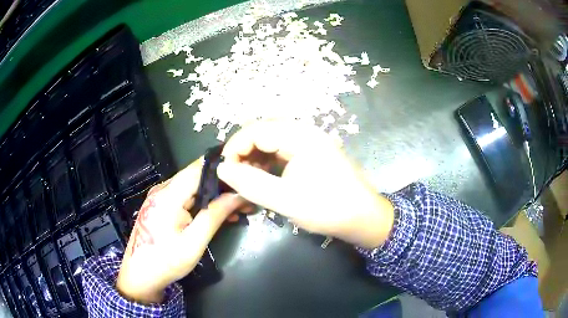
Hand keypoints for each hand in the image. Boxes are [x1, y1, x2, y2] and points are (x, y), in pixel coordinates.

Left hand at [116, 158, 243, 303]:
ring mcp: (161, 197)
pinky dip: (203, 203)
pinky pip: (186, 197)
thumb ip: (214, 216)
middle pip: (197, 176)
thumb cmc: (166, 262)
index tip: (246, 175)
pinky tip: (219, 214)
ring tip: (238, 208)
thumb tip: (238, 196)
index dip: (223, 168)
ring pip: (193, 187)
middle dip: (223, 184)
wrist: (140, 275)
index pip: (199, 169)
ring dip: (215, 195)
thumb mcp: (193, 243)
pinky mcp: (162, 205)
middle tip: (246, 197)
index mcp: (168, 196)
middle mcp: (163, 189)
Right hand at [217, 120, 394, 248]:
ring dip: (255, 155)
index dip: (235, 146)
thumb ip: (251, 183)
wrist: (363, 217)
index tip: (224, 169)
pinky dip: (267, 160)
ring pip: (271, 140)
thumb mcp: (285, 200)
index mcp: (301, 136)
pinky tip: (263, 176)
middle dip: (243, 150)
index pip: (257, 130)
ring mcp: (310, 141)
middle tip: (233, 174)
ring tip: (246, 177)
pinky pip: (282, 149)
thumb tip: (222, 169)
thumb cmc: (328, 209)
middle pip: (263, 131)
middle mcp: (305, 132)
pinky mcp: (312, 152)